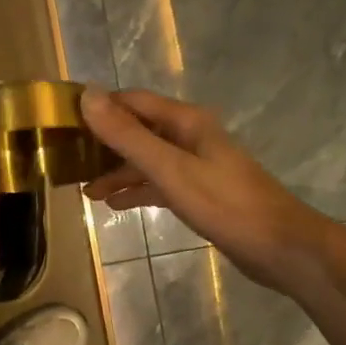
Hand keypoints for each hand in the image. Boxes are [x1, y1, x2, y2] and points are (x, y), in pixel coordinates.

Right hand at [80, 88, 322, 289]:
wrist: (281, 248)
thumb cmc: (225, 204)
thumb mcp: (169, 169)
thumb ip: (128, 135)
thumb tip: (87, 96)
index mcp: (185, 122)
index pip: (133, 101)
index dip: (100, 108)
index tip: (64, 123)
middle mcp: (190, 137)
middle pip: (138, 130)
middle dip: (104, 144)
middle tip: (68, 162)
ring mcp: (196, 165)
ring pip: (147, 160)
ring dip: (118, 171)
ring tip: (86, 190)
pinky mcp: (200, 193)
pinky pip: (159, 183)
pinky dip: (137, 190)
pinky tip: (116, 205)